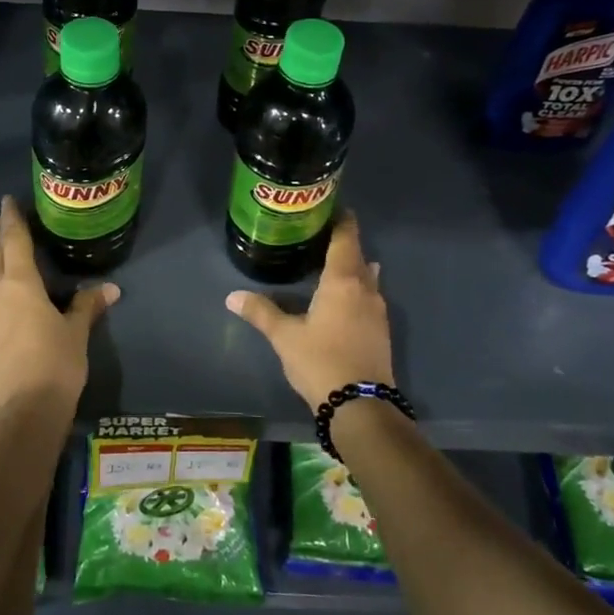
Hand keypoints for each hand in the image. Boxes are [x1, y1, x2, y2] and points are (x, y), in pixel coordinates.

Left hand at [0, 195, 119, 417]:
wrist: (25, 410)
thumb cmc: (56, 364)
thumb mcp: (76, 332)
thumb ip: (87, 305)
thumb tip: (111, 288)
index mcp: (24, 283)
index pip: (17, 241)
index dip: (14, 220)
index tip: (9, 201)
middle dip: (0, 234)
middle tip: (1, 216)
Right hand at [225, 212, 392, 410]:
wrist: (361, 406)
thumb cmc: (321, 361)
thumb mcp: (285, 337)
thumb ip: (261, 312)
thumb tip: (232, 296)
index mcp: (343, 281)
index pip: (346, 239)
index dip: (341, 221)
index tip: (332, 207)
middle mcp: (366, 289)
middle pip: (358, 256)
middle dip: (343, 244)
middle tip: (319, 236)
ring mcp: (378, 311)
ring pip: (367, 278)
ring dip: (352, 268)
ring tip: (329, 264)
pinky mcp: (381, 331)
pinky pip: (369, 297)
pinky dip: (356, 289)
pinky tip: (340, 299)